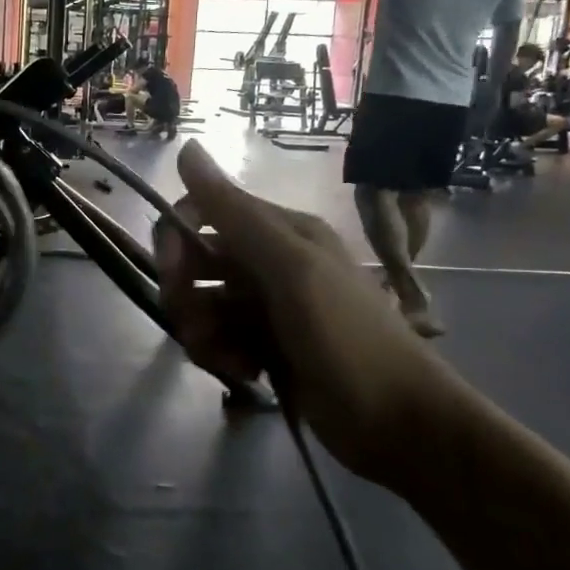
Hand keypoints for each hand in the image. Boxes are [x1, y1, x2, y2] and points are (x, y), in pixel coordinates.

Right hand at [153, 141, 459, 487]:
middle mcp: (269, 262)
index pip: (204, 213)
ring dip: (203, 333)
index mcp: (280, 232)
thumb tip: (186, 147)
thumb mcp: (290, 267)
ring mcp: (266, 307)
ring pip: (203, 306)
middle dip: (186, 295)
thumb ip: (235, 212)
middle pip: (197, 263)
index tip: (171, 274)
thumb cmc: (347, 336)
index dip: (177, 238)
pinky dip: (221, 356)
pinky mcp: (265, 347)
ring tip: (231, 360)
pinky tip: (247, 374)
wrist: (398, 422)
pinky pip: (219, 339)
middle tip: (198, 328)